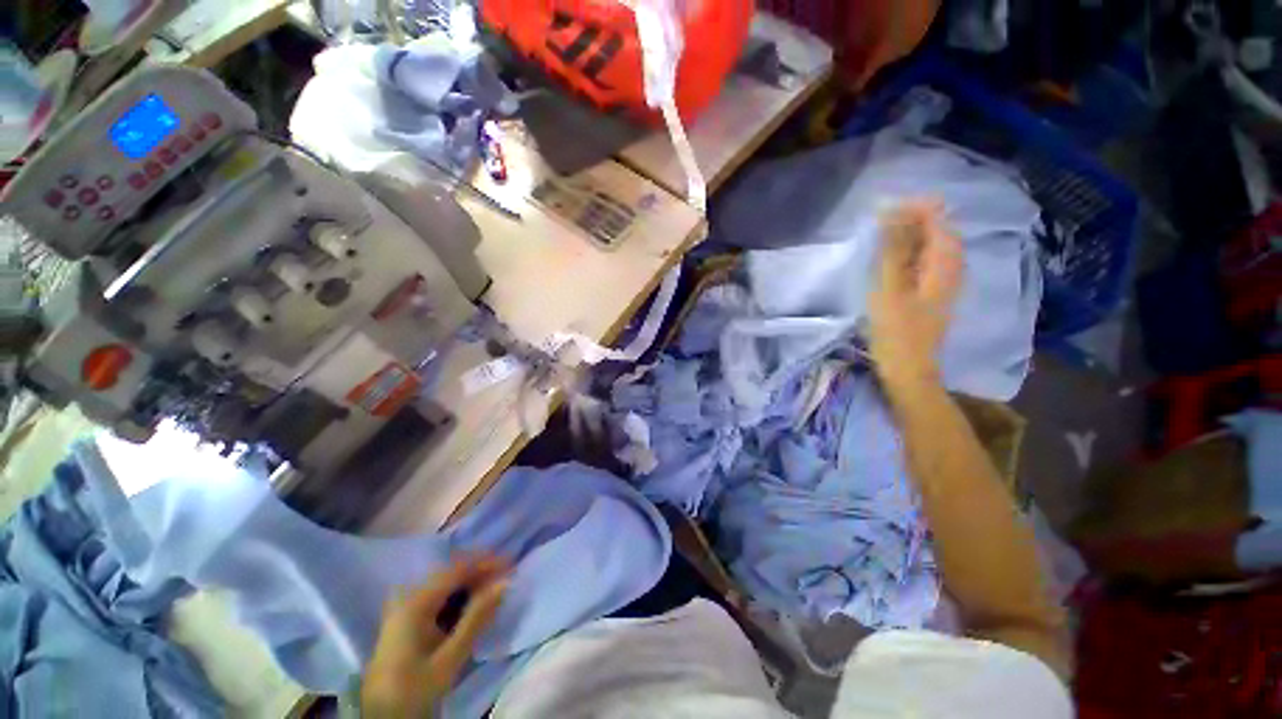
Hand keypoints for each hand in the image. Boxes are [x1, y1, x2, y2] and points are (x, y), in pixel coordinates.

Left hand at [361, 555, 509, 717]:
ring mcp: (404, 608)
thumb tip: (505, 582)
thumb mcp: (449, 658)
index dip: (485, 563)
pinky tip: (471, 604)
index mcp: (415, 603)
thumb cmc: (414, 689)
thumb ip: (477, 617)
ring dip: (470, 583)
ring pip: (444, 584)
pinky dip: (458, 596)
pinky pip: (437, 597)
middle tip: (505, 576)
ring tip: (493, 588)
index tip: (511, 564)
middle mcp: (408, 597)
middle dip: (479, 572)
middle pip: (450, 573)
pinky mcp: (406, 620)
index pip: (457, 570)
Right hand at [867, 201, 962, 384]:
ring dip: (911, 235)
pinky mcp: (934, 293)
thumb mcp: (890, 288)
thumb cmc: (897, 331)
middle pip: (939, 230)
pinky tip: (895, 258)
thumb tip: (892, 213)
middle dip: (912, 219)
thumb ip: (892, 250)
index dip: (914, 207)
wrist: (909, 369)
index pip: (938, 219)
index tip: (884, 208)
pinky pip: (927, 261)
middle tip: (881, 220)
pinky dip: (910, 252)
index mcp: (945, 264)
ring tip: (884, 234)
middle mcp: (952, 267)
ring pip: (934, 246)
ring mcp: (945, 281)